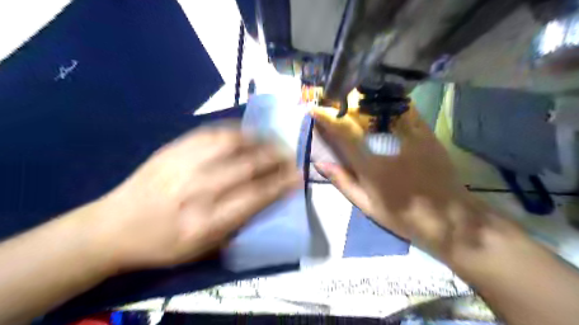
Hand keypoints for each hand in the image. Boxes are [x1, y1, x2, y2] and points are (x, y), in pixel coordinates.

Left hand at [88, 124, 303, 271]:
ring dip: (259, 140)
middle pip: (246, 167)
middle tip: (292, 155)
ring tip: (274, 140)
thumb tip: (265, 200)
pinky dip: (235, 131)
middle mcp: (196, 191)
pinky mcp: (172, 149)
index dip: (281, 184)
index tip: (298, 176)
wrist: (113, 226)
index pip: (255, 197)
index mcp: (206, 222)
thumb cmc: (163, 245)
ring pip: (231, 144)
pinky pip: (210, 133)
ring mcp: (183, 165)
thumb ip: (237, 225)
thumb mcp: (203, 250)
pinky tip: (248, 132)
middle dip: (276, 159)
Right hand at [315, 106, 484, 259]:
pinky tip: (382, 103)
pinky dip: (389, 104)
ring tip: (352, 100)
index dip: (326, 118)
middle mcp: (385, 144)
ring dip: (362, 102)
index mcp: (368, 163)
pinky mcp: (425, 133)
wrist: (446, 216)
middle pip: (359, 116)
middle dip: (342, 106)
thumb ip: (342, 181)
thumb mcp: (366, 204)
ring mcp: (408, 136)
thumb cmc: (401, 215)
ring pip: (380, 109)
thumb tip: (319, 163)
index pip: (342, 133)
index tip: (314, 109)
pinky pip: (405, 110)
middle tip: (331, 102)